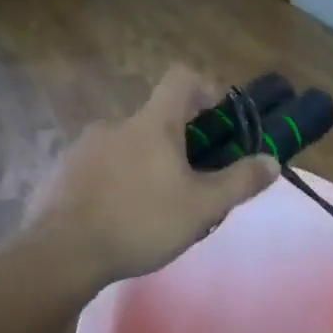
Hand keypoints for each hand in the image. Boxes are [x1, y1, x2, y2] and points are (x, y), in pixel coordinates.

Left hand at [23, 66, 277, 289]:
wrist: (59, 254)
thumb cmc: (140, 222)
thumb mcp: (202, 207)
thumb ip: (240, 182)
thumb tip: (272, 161)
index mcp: (152, 124)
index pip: (181, 79)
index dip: (205, 88)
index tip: (218, 117)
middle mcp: (115, 125)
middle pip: (155, 120)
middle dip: (178, 144)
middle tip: (192, 182)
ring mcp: (82, 148)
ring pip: (126, 146)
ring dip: (145, 165)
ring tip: (155, 207)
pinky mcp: (60, 174)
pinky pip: (98, 169)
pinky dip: (115, 183)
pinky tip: (119, 219)